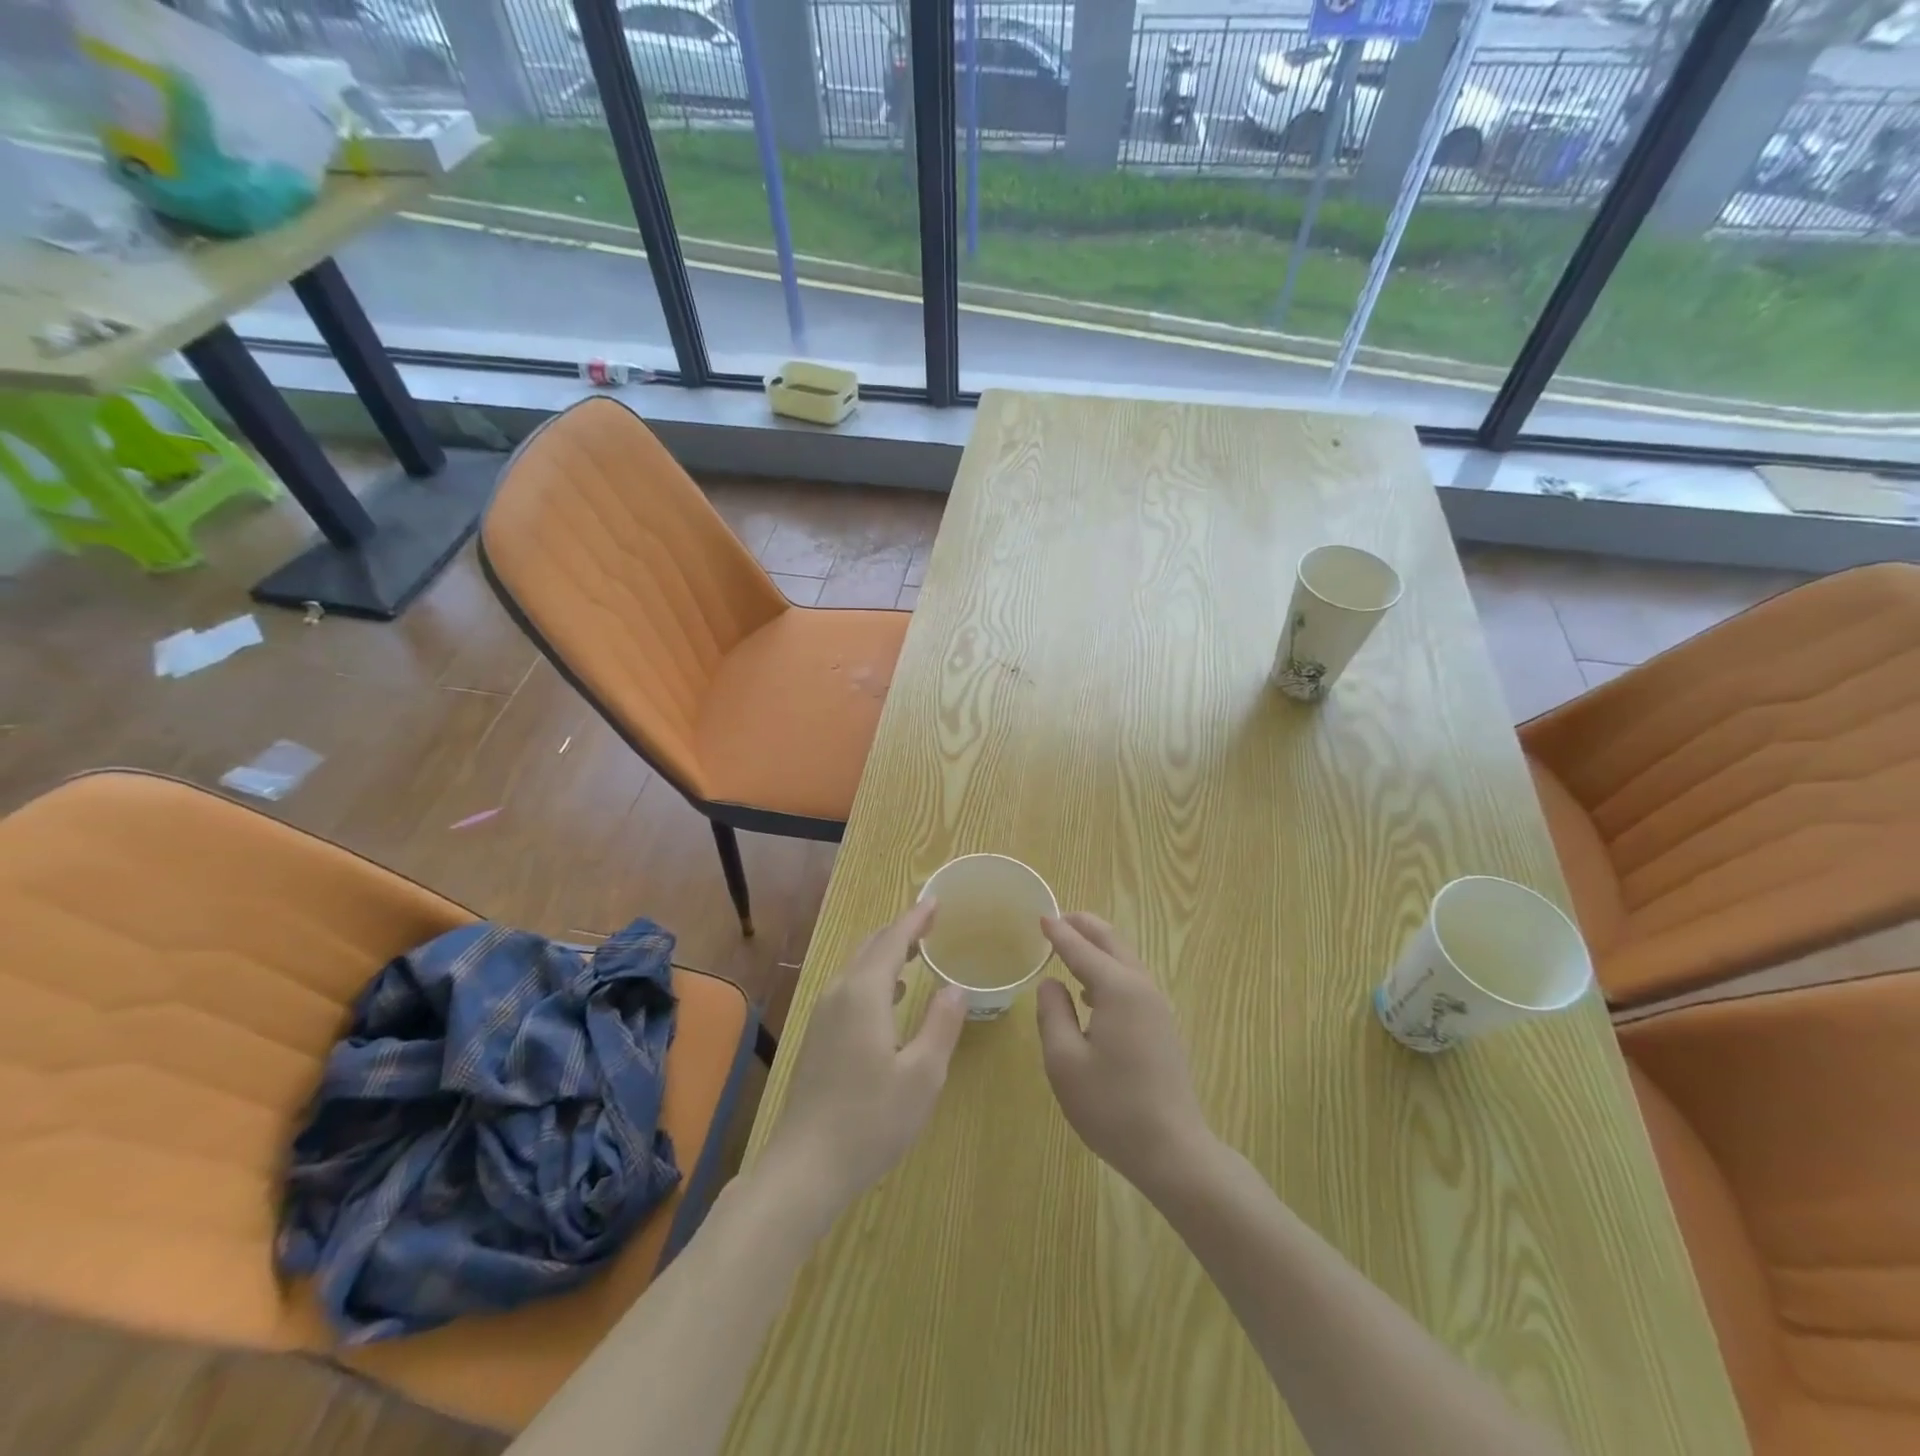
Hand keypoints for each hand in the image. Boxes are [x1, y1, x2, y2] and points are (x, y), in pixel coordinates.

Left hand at [759, 900, 967, 1227]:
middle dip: (901, 931)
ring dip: (886, 953)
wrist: (806, 1167)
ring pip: (857, 967)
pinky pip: (849, 988)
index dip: (916, 919)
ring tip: (916, 953)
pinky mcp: (817, 1036)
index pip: (892, 940)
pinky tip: (890, 996)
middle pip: (871, 947)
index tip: (935, 901)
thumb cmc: (872, 1120)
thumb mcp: (923, 1074)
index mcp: (864, 993)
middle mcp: (839, 993)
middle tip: (930, 923)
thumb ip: (942, 1023)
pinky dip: (874, 976)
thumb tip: (955, 986)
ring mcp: (823, 1015)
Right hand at [1036, 913, 1213, 1197]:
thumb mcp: (1064, 1061)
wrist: (1172, 1150)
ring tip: (1072, 944)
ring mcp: (1157, 1008)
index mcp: (1118, 990)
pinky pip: (1132, 982)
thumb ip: (1053, 1014)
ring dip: (1099, 947)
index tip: (1040, 917)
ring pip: (1126, 961)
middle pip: (1112, 943)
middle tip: (1059, 918)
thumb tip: (1051, 983)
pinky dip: (1110, 970)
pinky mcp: (1162, 1027)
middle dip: (1085, 927)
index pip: (1081, 950)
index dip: (1058, 933)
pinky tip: (1092, 990)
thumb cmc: (1111, 1106)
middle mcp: (1142, 988)